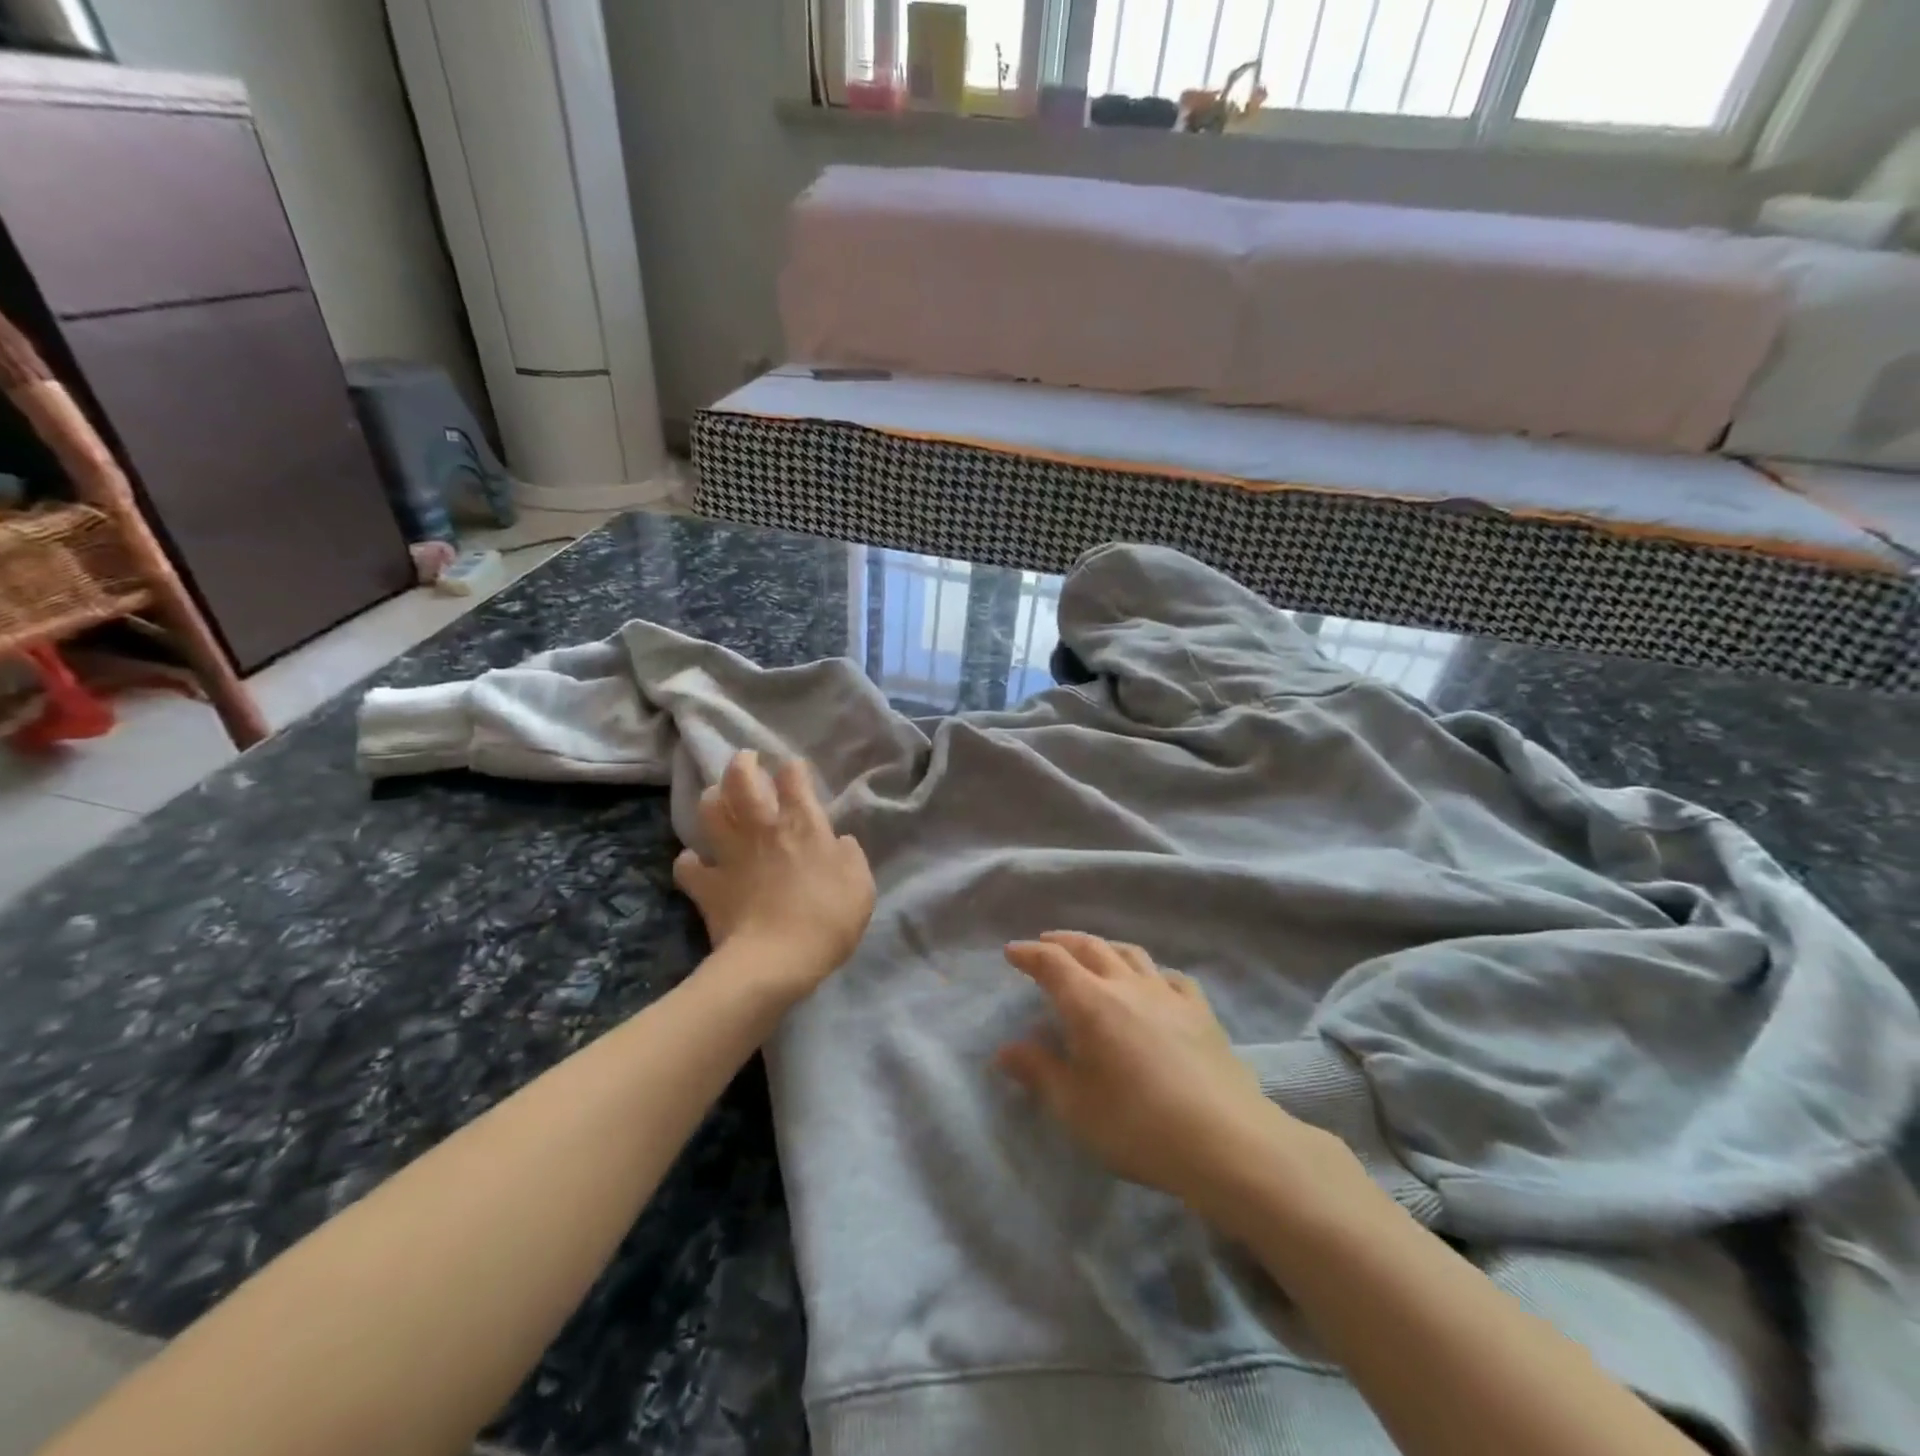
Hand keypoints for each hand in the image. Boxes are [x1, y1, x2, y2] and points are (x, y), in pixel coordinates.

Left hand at [673, 751, 874, 999]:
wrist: (776, 961)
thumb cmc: (827, 920)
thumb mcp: (860, 885)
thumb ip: (849, 856)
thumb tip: (838, 842)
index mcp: (803, 825)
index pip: (793, 780)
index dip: (793, 769)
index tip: (793, 768)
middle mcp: (763, 829)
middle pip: (742, 781)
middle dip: (742, 764)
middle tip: (746, 760)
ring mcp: (731, 855)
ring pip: (709, 811)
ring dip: (712, 799)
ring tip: (717, 798)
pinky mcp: (708, 885)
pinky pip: (688, 864)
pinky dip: (690, 860)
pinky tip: (695, 861)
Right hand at [999, 932, 1351, 1228]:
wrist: (1226, 1140)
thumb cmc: (1138, 1126)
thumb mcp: (1075, 1107)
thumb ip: (1039, 1072)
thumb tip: (1006, 1050)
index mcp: (1090, 1003)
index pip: (1052, 963)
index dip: (1029, 953)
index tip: (1012, 951)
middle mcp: (1127, 985)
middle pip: (1091, 947)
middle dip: (1063, 941)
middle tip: (1046, 942)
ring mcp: (1168, 994)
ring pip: (1131, 953)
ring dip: (1105, 946)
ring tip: (1094, 952)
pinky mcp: (1201, 1011)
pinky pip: (1170, 977)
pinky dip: (1151, 972)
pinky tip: (1154, 984)